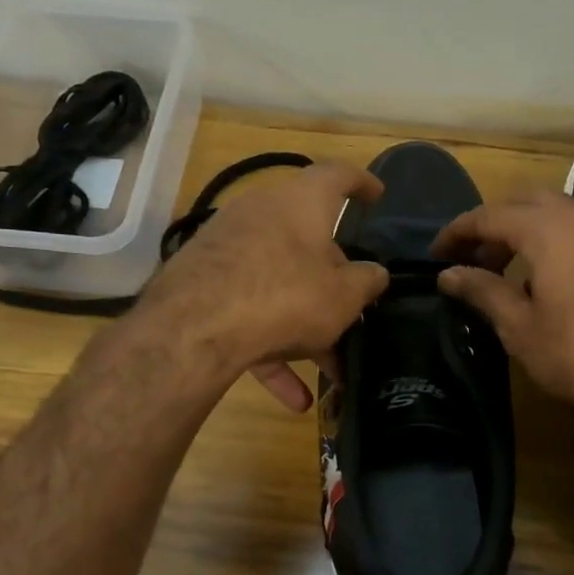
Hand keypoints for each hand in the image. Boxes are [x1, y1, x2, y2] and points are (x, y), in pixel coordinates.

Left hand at [140, 160, 389, 410]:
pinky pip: (248, 313)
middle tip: (353, 306)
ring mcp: (227, 247)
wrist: (195, 328)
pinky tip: (293, 398)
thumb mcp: (343, 296)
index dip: (362, 183)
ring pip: (278, 283)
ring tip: (330, 370)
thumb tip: (375, 274)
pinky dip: (272, 349)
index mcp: (301, 202)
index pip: (337, 176)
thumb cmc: (287, 295)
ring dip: (305, 326)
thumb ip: (366, 282)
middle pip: (306, 240)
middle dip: (331, 279)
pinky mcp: (203, 283)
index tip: (377, 195)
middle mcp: (261, 213)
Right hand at [432, 190, 573, 419]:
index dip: (458, 232)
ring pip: (559, 212)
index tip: (437, 254)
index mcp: (547, 231)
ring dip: (527, 230)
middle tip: (474, 259)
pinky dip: (558, 239)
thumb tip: (449, 274)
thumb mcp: (522, 328)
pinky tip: (553, 276)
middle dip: (494, 224)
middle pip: (526, 202)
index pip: (489, 216)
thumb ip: (483, 292)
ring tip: (510, 270)